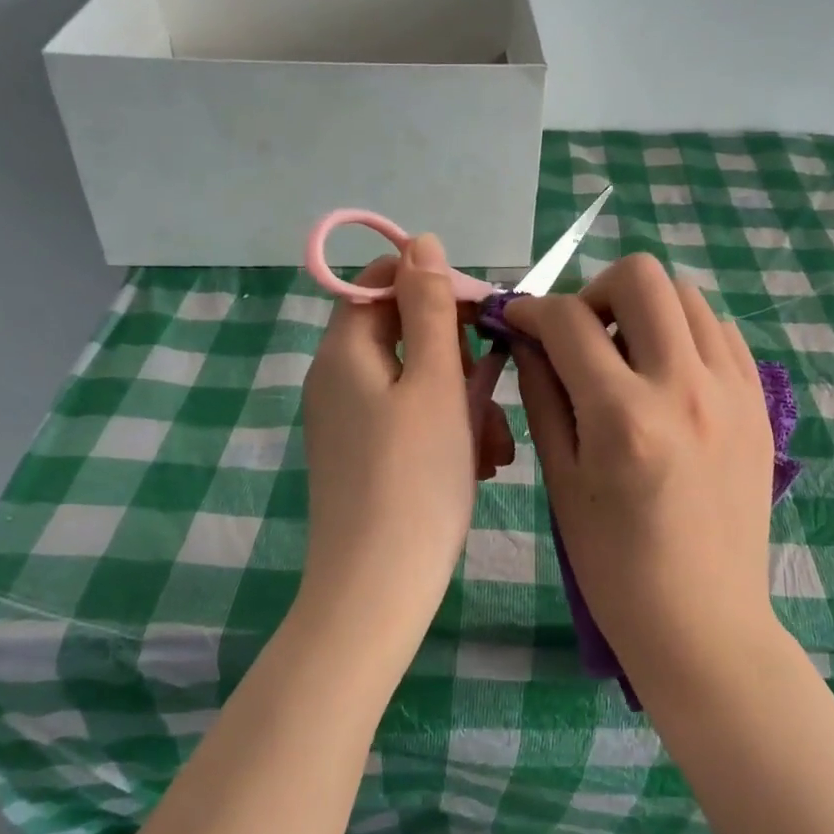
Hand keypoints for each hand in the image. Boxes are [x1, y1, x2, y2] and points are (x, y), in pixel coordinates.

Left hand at [298, 234, 513, 646]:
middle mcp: (338, 379)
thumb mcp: (433, 383)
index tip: (482, 315)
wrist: (376, 591)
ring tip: (496, 447)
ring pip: (417, 383)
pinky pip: (410, 421)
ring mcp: (349, 421)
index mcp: (345, 351)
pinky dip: (447, 431)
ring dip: (463, 400)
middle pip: (405, 334)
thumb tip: (421, 242)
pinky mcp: (364, 456)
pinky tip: (481, 465)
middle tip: (494, 392)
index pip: (382, 282)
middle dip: (460, 357)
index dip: (433, 286)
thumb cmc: (413, 479)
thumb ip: (429, 308)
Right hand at [505, 253, 777, 677]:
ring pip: (688, 296)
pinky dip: (685, 333)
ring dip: (644, 309)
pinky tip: (667, 374)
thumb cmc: (614, 566)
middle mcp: (685, 387)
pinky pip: (721, 333)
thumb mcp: (561, 480)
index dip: (530, 309)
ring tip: (625, 355)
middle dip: (594, 290)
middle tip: (579, 333)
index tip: (517, 319)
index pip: (568, 321)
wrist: (703, 622)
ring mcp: (733, 392)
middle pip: (641, 278)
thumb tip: (527, 339)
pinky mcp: (759, 404)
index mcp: (624, 416)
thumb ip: (542, 394)